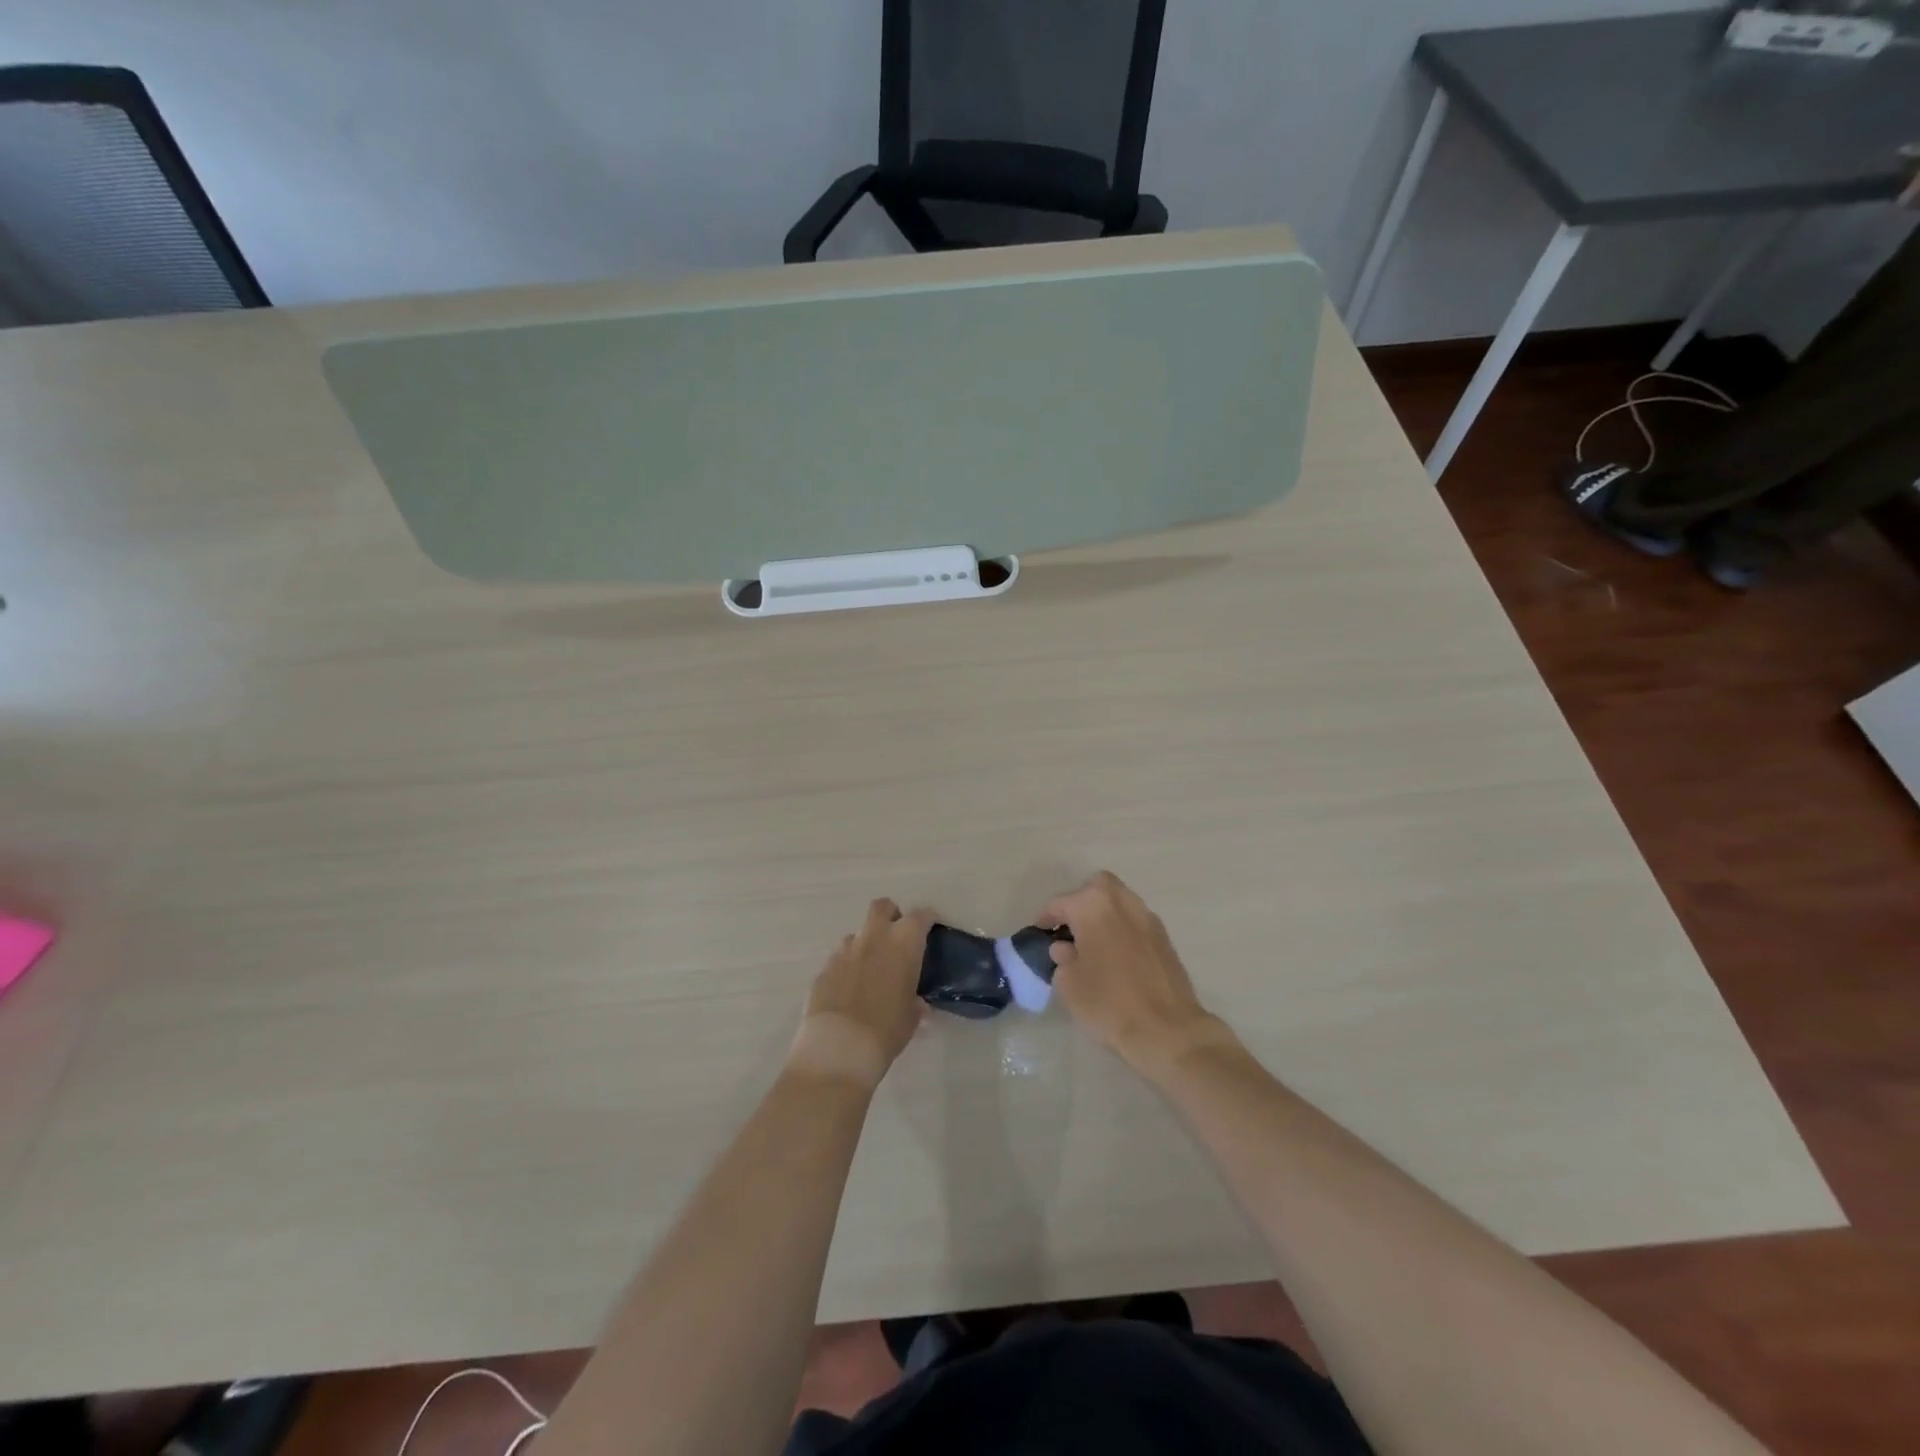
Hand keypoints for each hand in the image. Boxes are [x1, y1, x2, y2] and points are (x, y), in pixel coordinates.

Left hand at [788, 898, 933, 1090]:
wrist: (839, 1048)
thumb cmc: (887, 1030)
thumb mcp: (911, 1018)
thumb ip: (915, 1003)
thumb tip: (916, 1002)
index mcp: (902, 944)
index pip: (920, 916)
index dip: (927, 919)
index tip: (931, 926)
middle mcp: (873, 938)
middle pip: (881, 907)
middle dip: (890, 915)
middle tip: (896, 936)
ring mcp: (844, 951)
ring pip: (857, 934)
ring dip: (866, 944)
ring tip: (870, 970)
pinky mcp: (823, 968)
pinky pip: (839, 959)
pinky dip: (847, 967)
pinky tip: (848, 990)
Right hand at [1039, 872, 1234, 1079]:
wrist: (1167, 1030)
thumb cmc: (1108, 1004)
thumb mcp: (1069, 985)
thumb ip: (1062, 959)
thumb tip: (1064, 948)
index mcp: (1092, 906)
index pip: (1059, 903)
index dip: (1045, 919)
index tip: (1039, 933)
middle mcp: (1121, 901)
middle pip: (1095, 888)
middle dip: (1079, 903)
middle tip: (1069, 929)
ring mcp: (1147, 917)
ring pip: (1119, 901)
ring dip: (1103, 914)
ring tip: (1092, 942)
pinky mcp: (1164, 937)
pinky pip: (1135, 921)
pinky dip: (1122, 928)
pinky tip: (1115, 955)